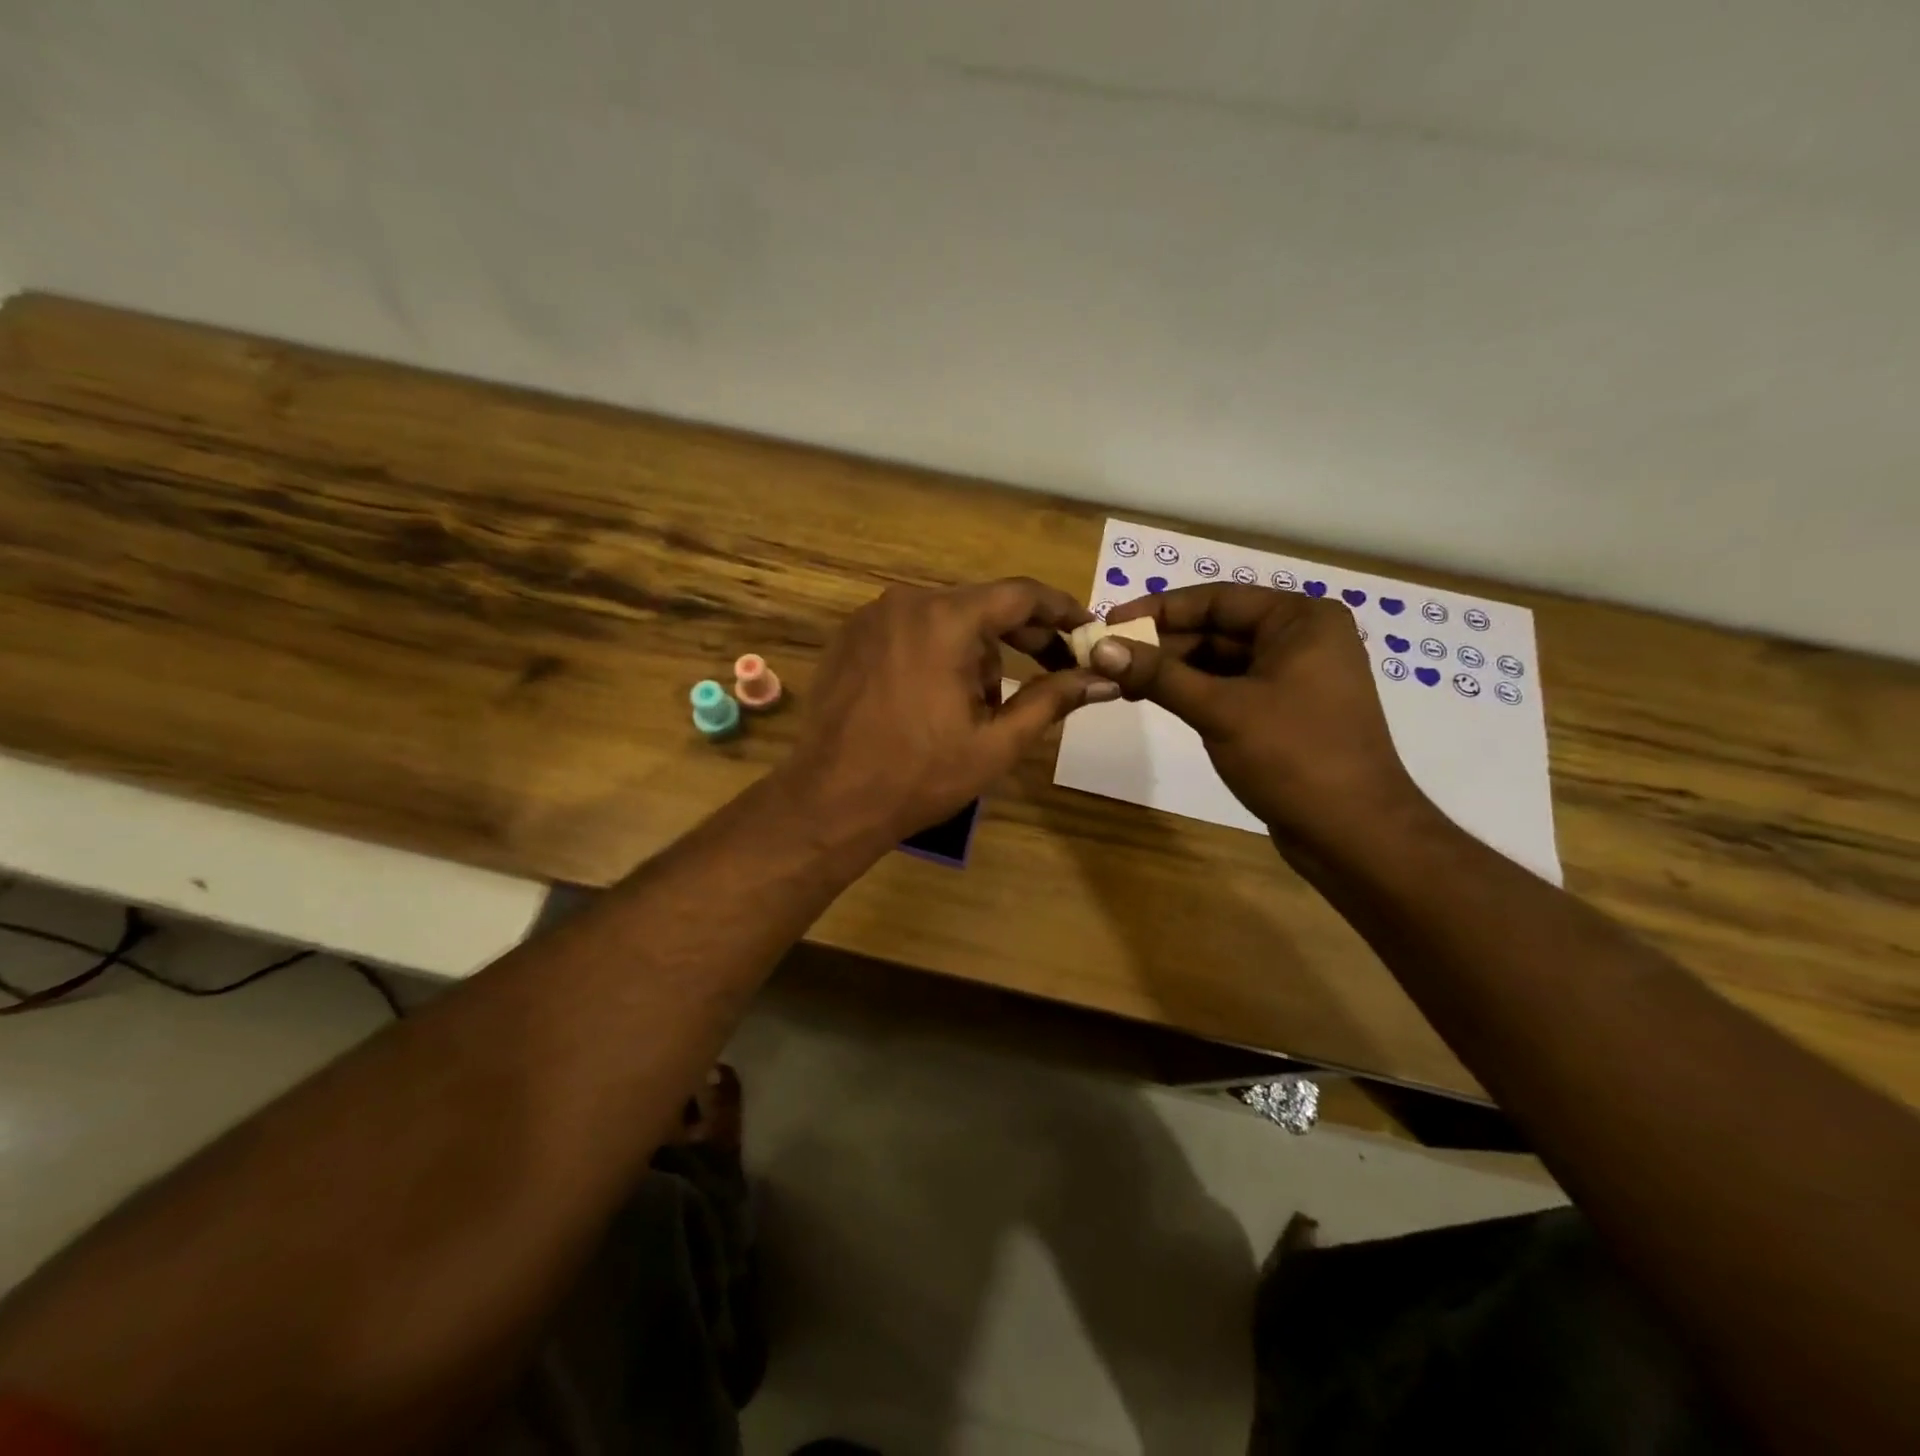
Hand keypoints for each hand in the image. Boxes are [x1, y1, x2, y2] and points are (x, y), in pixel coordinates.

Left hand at [783, 579, 1115, 845]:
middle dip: (1021, 636)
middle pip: (981, 605)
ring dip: (975, 651)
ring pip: (945, 619)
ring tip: (981, 706)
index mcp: (946, 620)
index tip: (1086, 628)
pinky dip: (936, 651)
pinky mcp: (849, 638)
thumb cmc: (920, 775)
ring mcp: (871, 618)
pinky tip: (938, 697)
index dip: (1061, 609)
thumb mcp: (997, 742)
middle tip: (1053, 668)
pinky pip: (910, 630)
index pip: (1020, 595)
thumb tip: (1103, 679)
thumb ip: (1053, 701)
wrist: (830, 800)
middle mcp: (906, 602)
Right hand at [1088, 584, 1428, 842]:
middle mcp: (1302, 638)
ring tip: (1121, 681)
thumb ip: (1159, 675)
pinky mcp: (1285, 711)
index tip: (1110, 622)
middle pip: (1218, 628)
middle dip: (1163, 643)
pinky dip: (1195, 692)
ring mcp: (1296, 676)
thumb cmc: (1293, 756)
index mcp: (1300, 620)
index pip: (1217, 599)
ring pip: (1221, 661)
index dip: (1158, 609)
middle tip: (1107, 656)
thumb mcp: (1220, 710)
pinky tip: (1156, 699)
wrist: (1354, 833)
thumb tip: (1100, 648)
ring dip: (1174, 670)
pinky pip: (1231, 688)